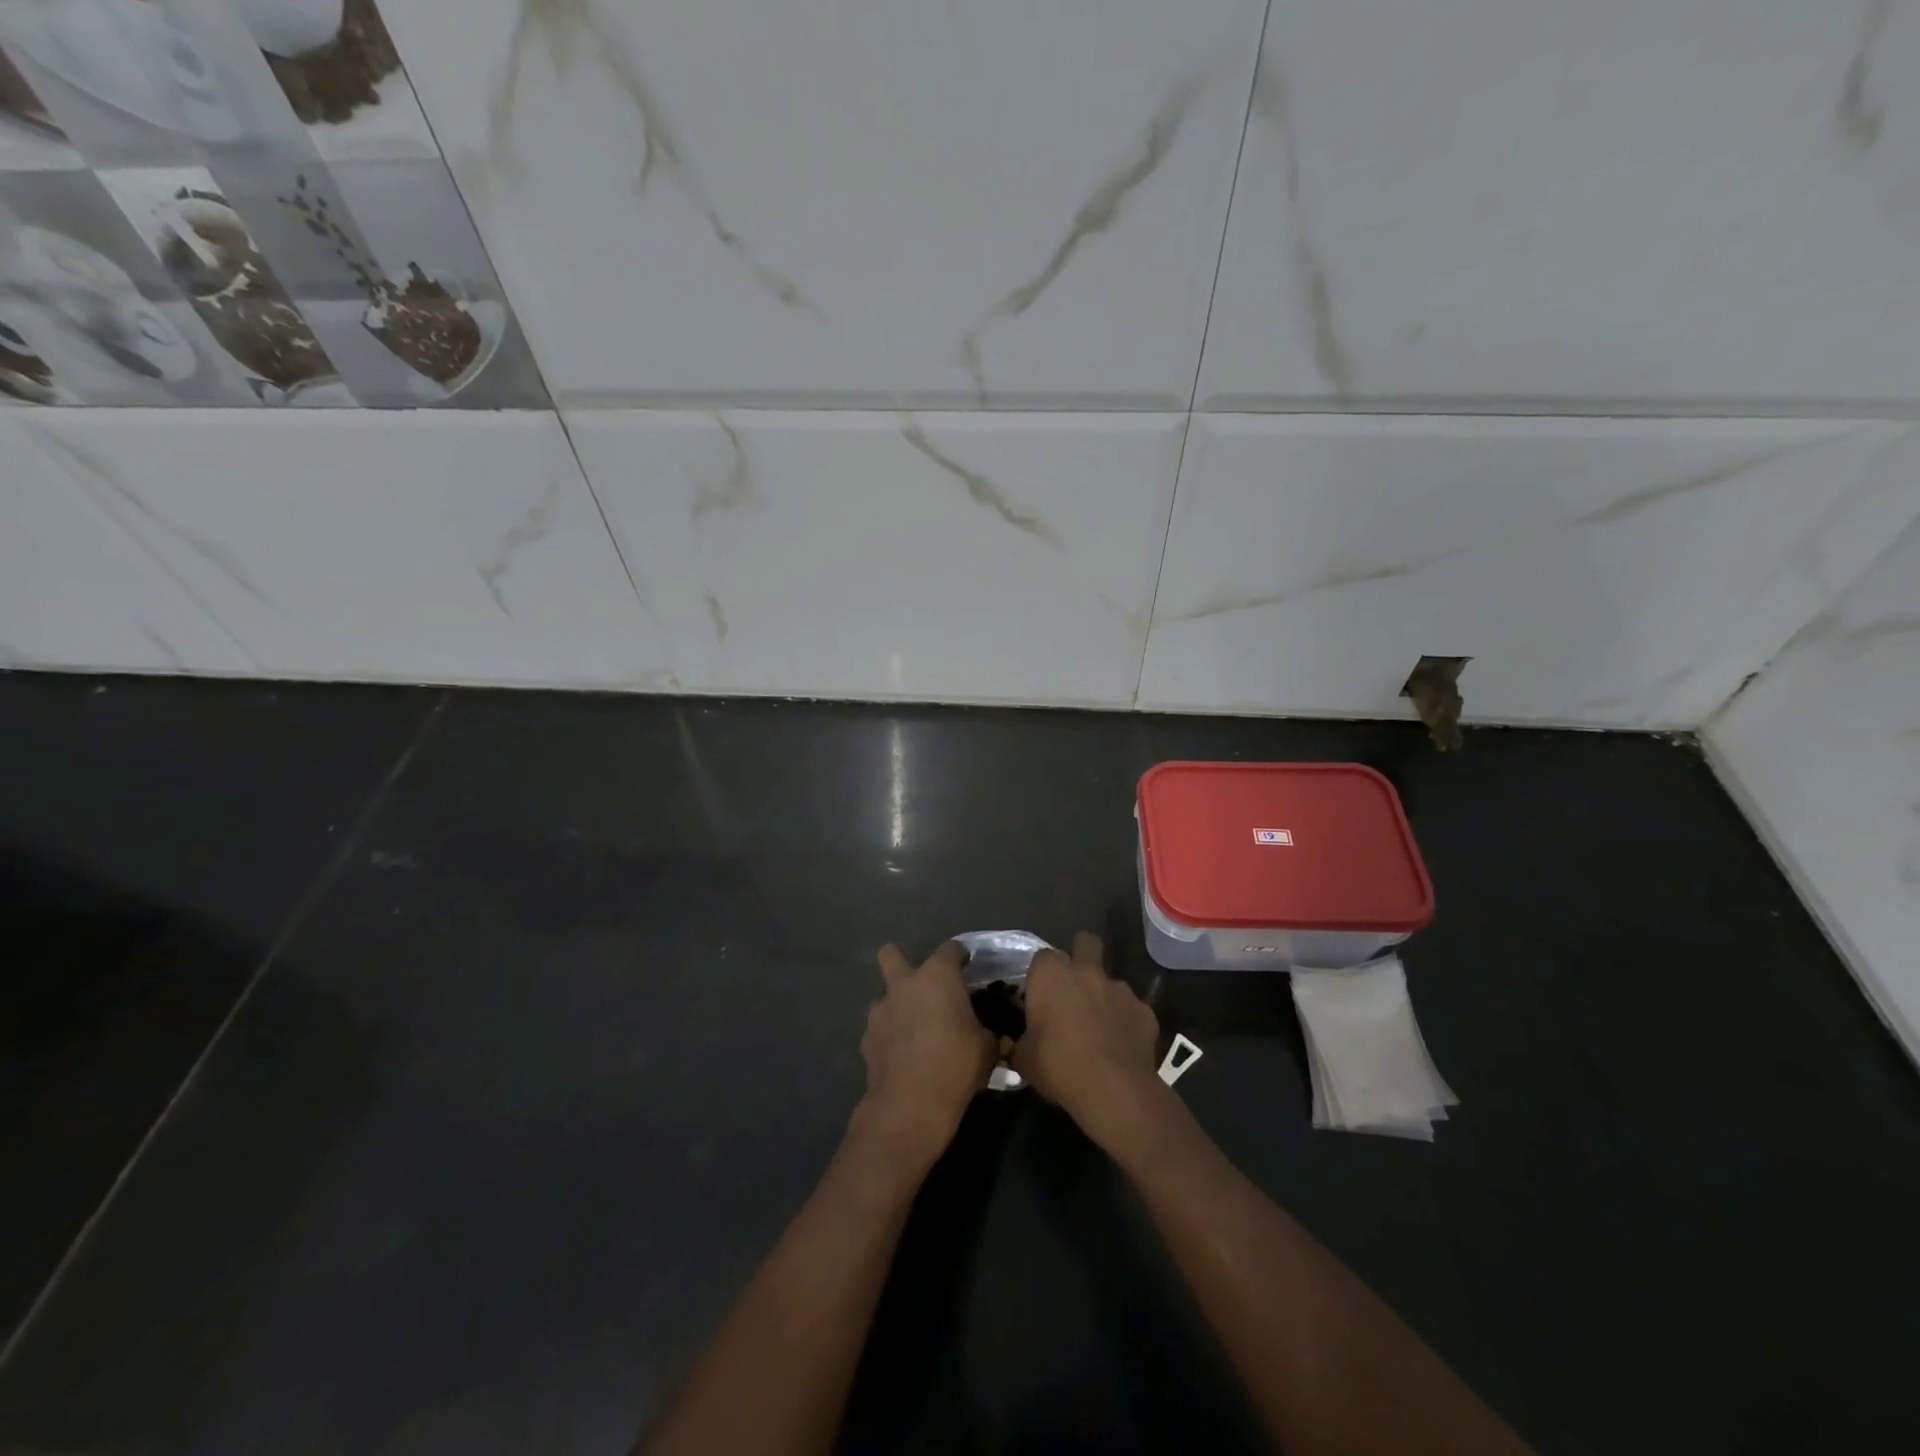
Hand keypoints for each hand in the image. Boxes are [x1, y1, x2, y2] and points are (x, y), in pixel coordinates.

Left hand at [854, 941, 997, 1170]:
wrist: (910, 1105)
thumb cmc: (956, 1065)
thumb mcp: (986, 1047)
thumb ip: (982, 1028)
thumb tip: (981, 1031)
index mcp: (937, 976)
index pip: (950, 949)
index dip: (960, 955)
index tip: (967, 966)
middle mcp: (904, 984)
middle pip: (891, 954)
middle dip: (901, 961)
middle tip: (921, 984)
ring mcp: (880, 1010)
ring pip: (883, 994)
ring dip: (896, 1003)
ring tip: (912, 1027)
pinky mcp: (866, 1038)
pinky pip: (879, 1026)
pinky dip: (889, 1033)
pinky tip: (901, 1053)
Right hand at [1013, 932, 1166, 1150]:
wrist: (1113, 1090)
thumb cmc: (1059, 1066)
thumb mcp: (1024, 1058)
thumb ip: (1023, 1040)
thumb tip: (1023, 1042)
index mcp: (1051, 975)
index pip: (1042, 957)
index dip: (1041, 974)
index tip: (1039, 995)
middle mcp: (1087, 971)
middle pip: (1085, 942)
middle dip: (1081, 954)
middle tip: (1074, 985)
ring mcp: (1120, 989)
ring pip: (1111, 980)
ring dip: (1104, 996)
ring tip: (1099, 1027)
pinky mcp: (1145, 1011)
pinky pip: (1132, 1010)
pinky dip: (1126, 1022)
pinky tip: (1122, 1045)